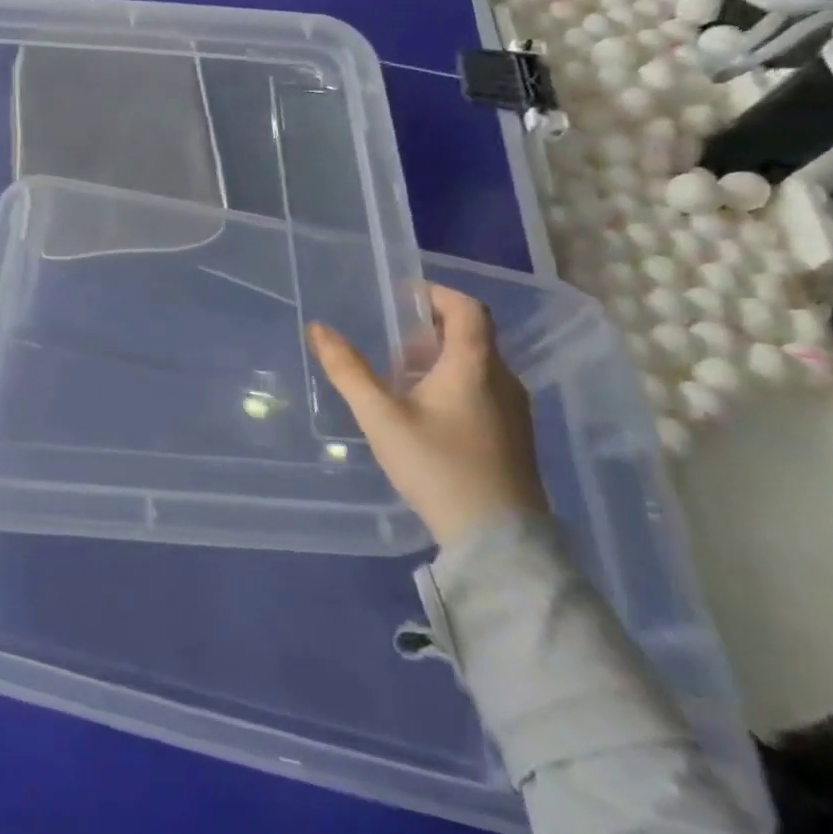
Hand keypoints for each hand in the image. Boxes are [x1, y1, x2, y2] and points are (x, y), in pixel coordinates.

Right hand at [307, 284, 547, 548]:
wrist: (499, 539)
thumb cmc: (438, 467)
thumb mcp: (381, 417)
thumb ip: (348, 371)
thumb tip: (318, 328)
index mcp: (474, 366)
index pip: (468, 309)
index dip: (436, 294)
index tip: (401, 296)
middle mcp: (502, 380)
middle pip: (471, 335)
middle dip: (429, 329)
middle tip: (390, 342)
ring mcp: (514, 410)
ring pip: (476, 364)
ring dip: (438, 358)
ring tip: (399, 377)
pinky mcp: (514, 435)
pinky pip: (482, 389)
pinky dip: (452, 382)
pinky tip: (423, 411)